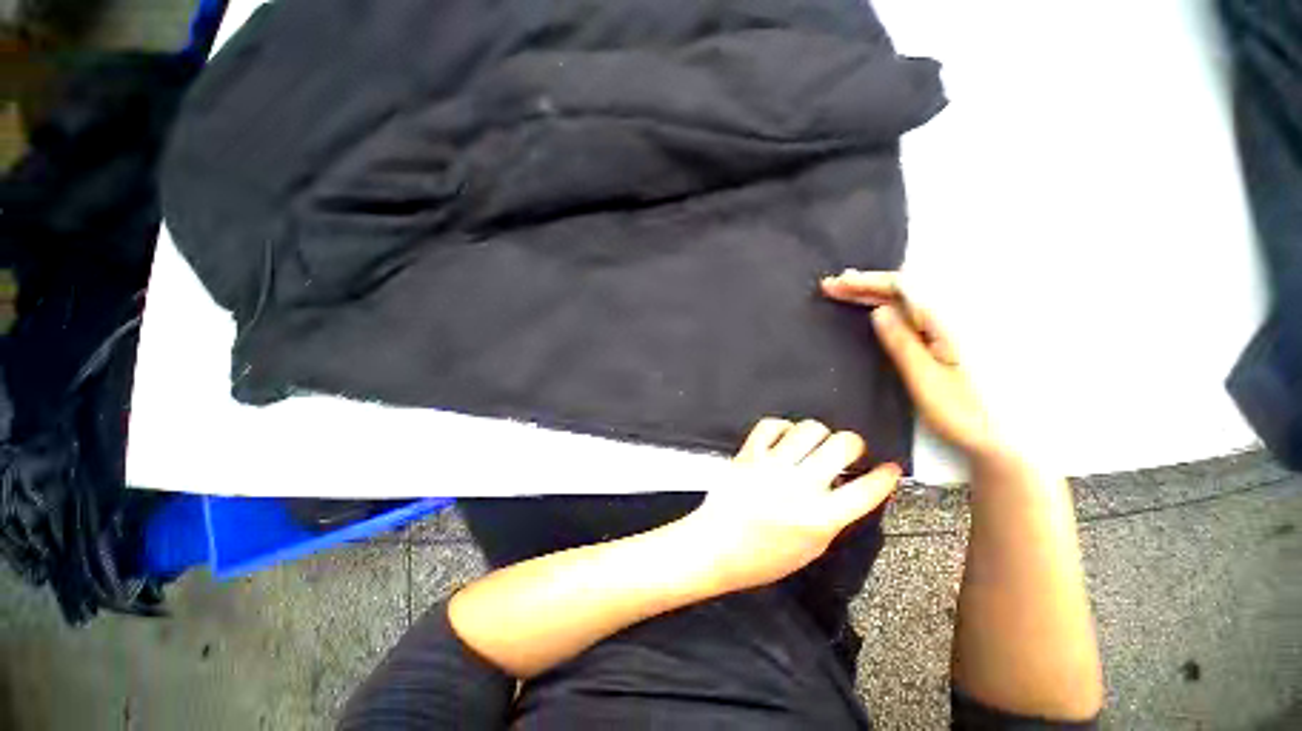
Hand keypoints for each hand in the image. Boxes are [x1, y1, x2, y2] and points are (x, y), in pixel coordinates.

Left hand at [679, 418, 900, 593]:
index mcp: (820, 518)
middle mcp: (800, 486)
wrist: (716, 547)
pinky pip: (771, 425)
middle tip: (846, 451)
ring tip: (812, 444)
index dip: (885, 476)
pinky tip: (783, 438)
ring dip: (818, 434)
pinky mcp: (749, 454)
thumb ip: (833, 517)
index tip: (889, 469)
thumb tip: (847, 488)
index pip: (867, 490)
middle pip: (843, 444)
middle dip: (852, 444)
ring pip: (809, 428)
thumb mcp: (811, 548)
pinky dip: (782, 427)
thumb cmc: (762, 557)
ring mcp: (772, 466)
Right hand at [820, 269, 1002, 458]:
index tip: (836, 284)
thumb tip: (878, 310)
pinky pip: (914, 311)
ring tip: (847, 289)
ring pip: (909, 298)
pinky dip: (890, 304)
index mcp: (948, 322)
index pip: (902, 288)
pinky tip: (876, 305)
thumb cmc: (963, 412)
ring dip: (876, 292)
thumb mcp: (926, 380)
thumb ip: (902, 343)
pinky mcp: (949, 337)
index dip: (866, 282)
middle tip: (832, 286)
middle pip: (905, 289)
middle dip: (866, 284)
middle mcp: (953, 316)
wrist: (1003, 436)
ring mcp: (952, 326)